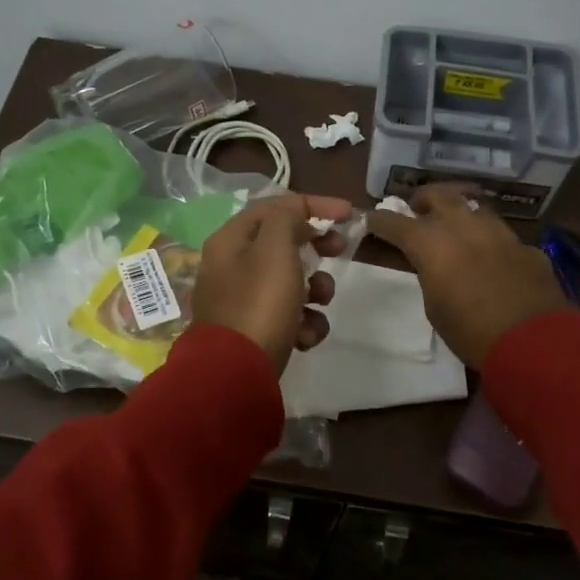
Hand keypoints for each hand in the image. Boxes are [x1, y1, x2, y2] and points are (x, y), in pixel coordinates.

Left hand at [193, 192, 352, 374]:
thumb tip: (296, 216)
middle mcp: (232, 266)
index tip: (348, 215)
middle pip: (283, 243)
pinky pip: (287, 316)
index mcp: (231, 240)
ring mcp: (241, 301)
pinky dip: (303, 323)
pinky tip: (305, 337)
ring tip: (319, 303)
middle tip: (339, 252)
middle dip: (316, 248)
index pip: (275, 207)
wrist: (235, 374)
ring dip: (315, 290)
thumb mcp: (275, 249)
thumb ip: (288, 219)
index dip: (314, 204)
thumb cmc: (259, 304)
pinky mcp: (254, 332)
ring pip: (290, 281)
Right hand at [366, 184, 570, 367]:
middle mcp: (463, 226)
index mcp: (431, 243)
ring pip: (475, 207)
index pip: (395, 222)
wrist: (534, 340)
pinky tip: (494, 258)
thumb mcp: (435, 307)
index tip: (371, 219)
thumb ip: (432, 275)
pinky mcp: (526, 246)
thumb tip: (439, 266)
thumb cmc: (471, 331)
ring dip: (461, 213)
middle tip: (419, 210)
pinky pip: (502, 234)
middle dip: (424, 199)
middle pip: (439, 195)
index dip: (380, 220)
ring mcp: (499, 232)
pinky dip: (490, 240)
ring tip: (457, 227)